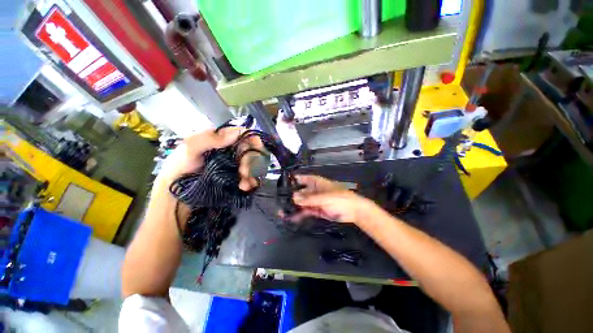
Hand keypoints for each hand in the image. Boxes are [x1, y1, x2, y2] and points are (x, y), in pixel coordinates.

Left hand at [155, 127, 259, 191]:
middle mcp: (230, 150)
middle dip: (250, 161)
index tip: (258, 147)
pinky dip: (250, 182)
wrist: (176, 191)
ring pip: (252, 164)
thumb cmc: (180, 166)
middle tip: (243, 172)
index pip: (242, 134)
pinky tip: (245, 187)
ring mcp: (233, 164)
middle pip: (249, 150)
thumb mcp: (189, 148)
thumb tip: (237, 132)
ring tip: (244, 184)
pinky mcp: (234, 176)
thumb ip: (211, 139)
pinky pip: (249, 176)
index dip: (252, 139)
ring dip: (251, 173)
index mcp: (220, 139)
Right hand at [286, 175, 378, 223]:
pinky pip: (306, 211)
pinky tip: (291, 218)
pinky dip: (299, 214)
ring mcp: (314, 200)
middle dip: (289, 196)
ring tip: (281, 213)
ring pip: (301, 203)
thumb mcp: (324, 197)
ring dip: (292, 207)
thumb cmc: (340, 198)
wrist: (354, 211)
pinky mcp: (316, 210)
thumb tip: (294, 197)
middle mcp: (313, 190)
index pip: (301, 178)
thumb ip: (309, 198)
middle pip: (299, 192)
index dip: (291, 180)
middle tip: (278, 202)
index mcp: (315, 182)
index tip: (280, 185)